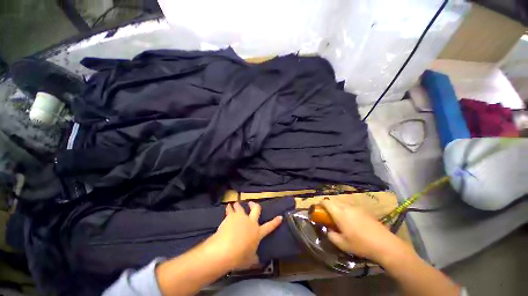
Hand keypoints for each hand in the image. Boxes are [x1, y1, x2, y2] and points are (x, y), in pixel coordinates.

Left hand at [205, 202, 282, 269]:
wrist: (225, 249)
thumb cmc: (239, 257)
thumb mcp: (249, 260)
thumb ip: (254, 258)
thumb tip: (258, 260)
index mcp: (257, 232)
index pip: (269, 226)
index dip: (275, 222)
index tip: (280, 217)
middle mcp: (250, 222)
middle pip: (256, 209)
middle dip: (254, 205)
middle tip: (251, 203)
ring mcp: (241, 217)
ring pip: (241, 207)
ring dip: (238, 205)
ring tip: (236, 204)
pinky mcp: (231, 216)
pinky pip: (230, 209)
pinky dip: (229, 208)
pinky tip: (228, 206)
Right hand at [322, 199, 413, 264]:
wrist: (385, 244)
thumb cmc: (361, 244)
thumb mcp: (342, 244)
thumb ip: (331, 235)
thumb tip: (328, 230)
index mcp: (339, 213)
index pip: (326, 202)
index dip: (320, 204)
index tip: (318, 210)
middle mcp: (346, 207)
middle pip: (333, 201)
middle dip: (328, 206)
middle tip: (328, 216)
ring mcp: (356, 207)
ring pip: (342, 203)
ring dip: (337, 208)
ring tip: (339, 219)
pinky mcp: (363, 210)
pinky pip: (350, 206)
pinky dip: (345, 210)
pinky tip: (351, 221)